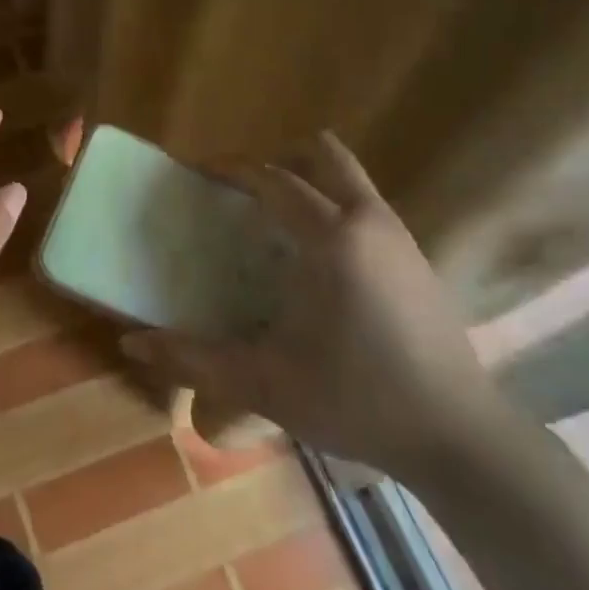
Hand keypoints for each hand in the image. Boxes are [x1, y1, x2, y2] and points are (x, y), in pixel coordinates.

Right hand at [123, 131, 503, 480]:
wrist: (458, 434)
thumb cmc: (355, 400)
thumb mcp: (264, 382)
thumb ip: (193, 358)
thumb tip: (131, 341)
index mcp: (331, 239)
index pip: (273, 179)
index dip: (231, 168)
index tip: (197, 172)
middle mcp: (369, 221)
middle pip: (322, 154)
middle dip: (277, 160)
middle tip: (240, 193)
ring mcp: (400, 236)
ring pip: (350, 178)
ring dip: (309, 182)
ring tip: (271, 224)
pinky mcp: (418, 258)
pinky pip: (366, 206)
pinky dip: (334, 208)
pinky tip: (315, 262)